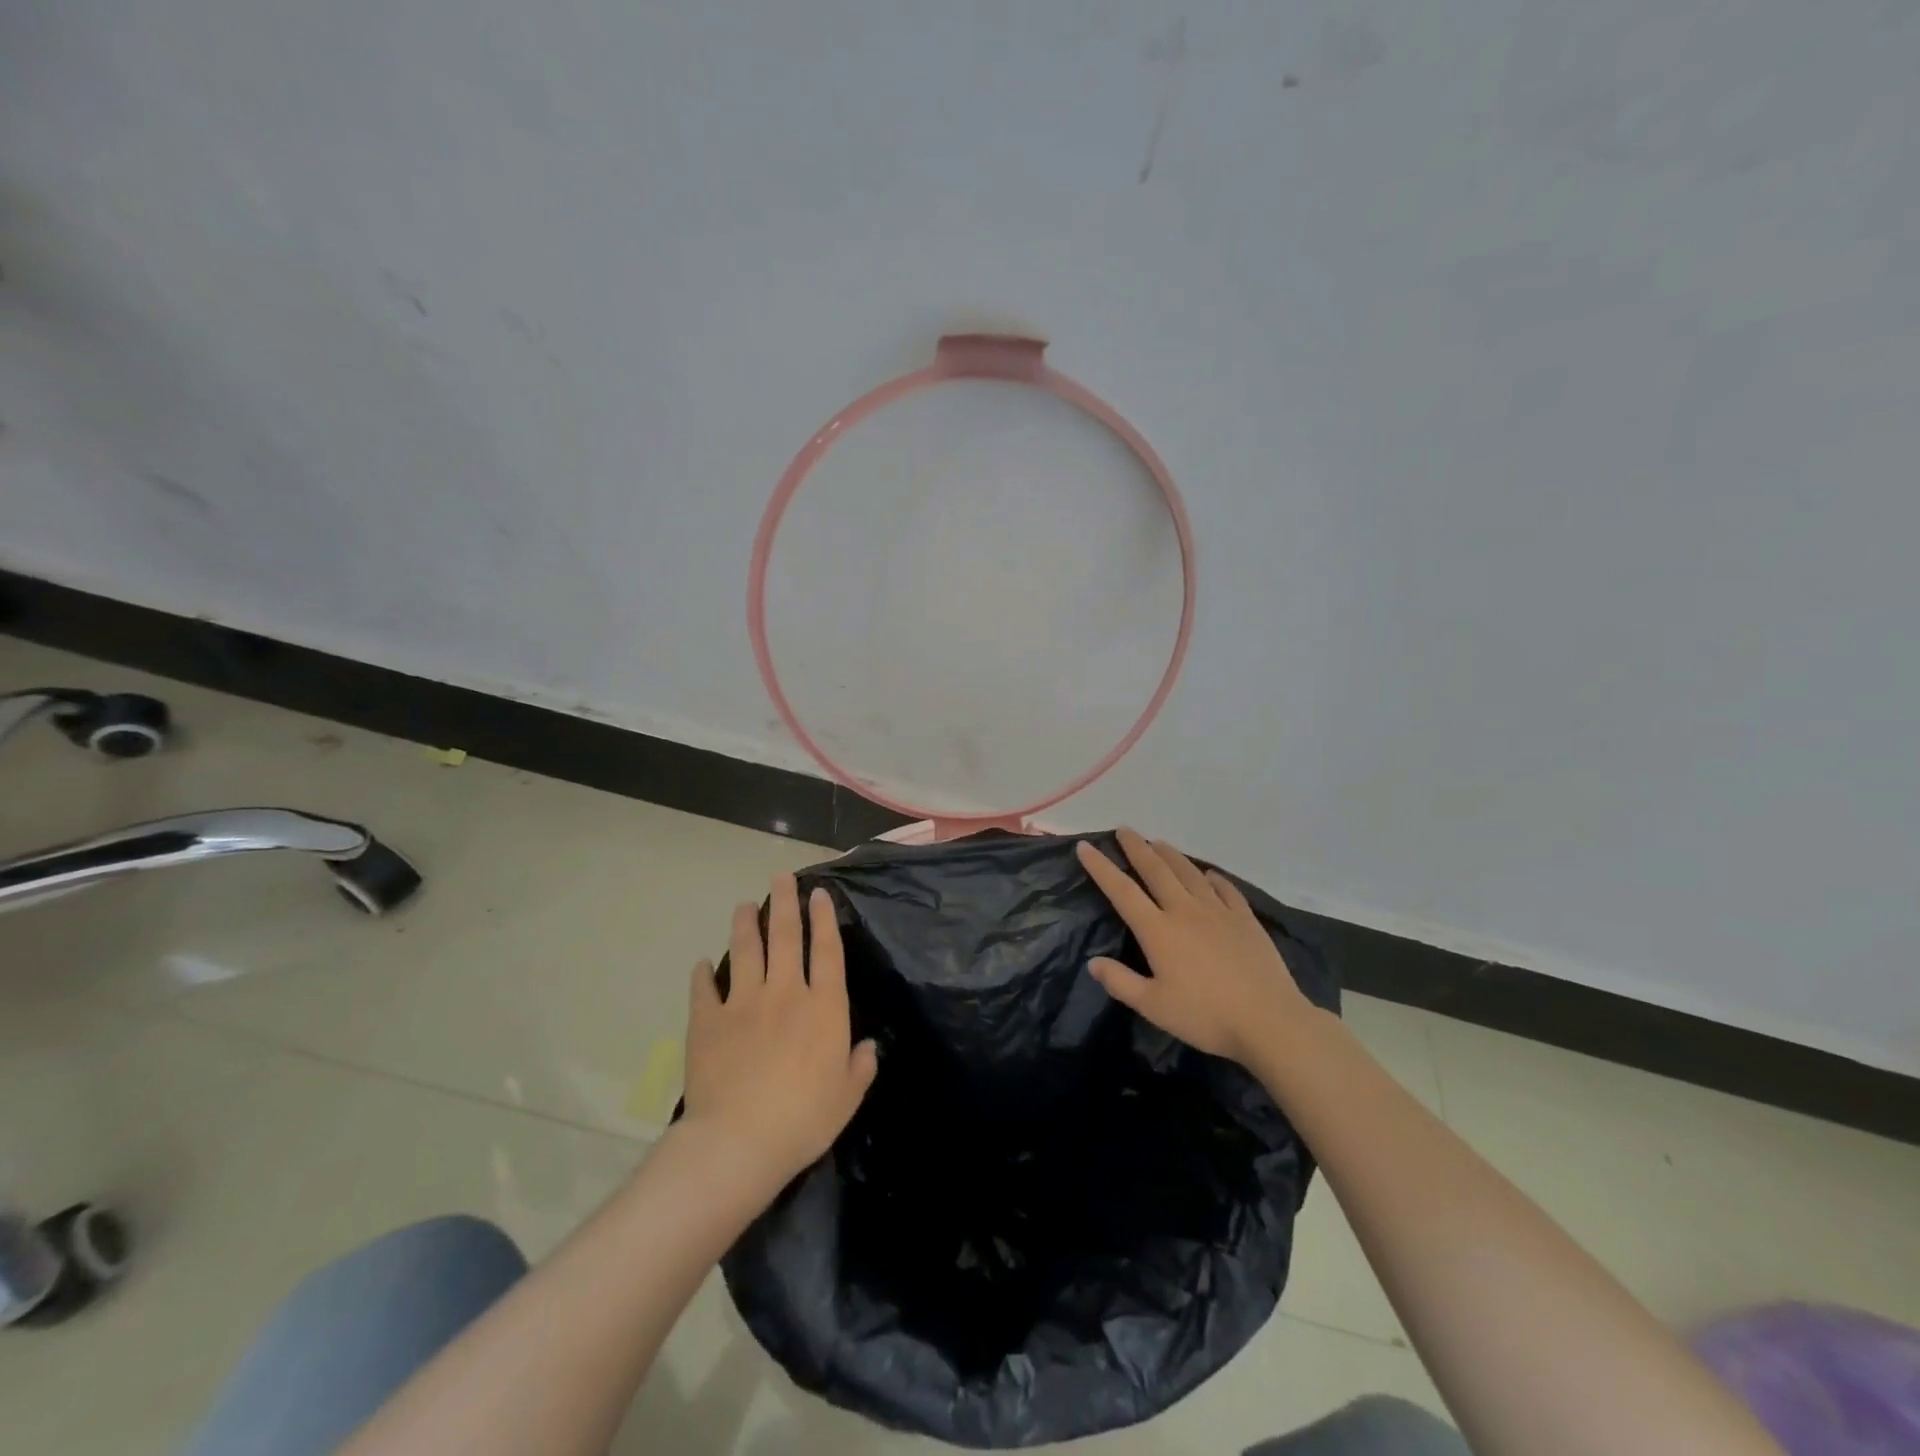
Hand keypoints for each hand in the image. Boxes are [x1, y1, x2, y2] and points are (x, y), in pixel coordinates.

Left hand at [681, 874, 878, 1188]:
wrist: (739, 1141)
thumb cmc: (804, 1119)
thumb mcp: (848, 1097)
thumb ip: (860, 1066)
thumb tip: (868, 1047)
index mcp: (823, 1007)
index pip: (827, 951)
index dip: (825, 918)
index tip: (819, 893)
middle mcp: (786, 993)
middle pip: (786, 936)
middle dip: (785, 902)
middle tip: (781, 877)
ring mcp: (744, 1003)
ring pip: (746, 950)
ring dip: (745, 923)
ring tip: (744, 905)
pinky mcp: (708, 1021)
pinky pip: (704, 989)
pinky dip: (702, 975)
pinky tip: (701, 964)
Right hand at [1076, 828, 1316, 1064]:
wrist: (1268, 1019)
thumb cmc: (1205, 1016)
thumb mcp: (1154, 1007)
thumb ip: (1120, 982)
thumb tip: (1093, 962)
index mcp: (1158, 931)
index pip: (1122, 892)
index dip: (1101, 868)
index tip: (1085, 847)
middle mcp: (1185, 911)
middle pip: (1156, 870)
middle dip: (1137, 848)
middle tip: (1124, 830)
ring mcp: (1218, 912)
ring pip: (1189, 873)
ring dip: (1171, 855)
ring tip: (1159, 842)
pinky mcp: (1245, 919)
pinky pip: (1225, 889)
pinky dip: (1213, 878)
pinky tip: (1209, 874)